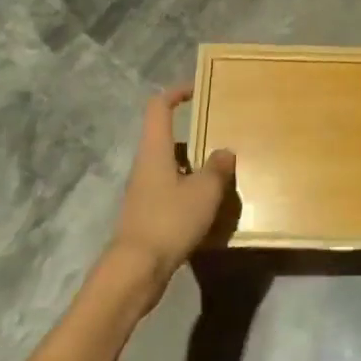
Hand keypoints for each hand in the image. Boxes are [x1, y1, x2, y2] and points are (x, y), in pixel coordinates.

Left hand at [108, 85, 236, 291]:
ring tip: (224, 173)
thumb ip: (217, 168)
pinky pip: (172, 191)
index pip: (159, 107)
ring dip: (195, 166)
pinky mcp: (147, 214)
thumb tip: (225, 152)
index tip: (199, 90)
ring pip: (172, 166)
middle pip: (167, 137)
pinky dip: (190, 190)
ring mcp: (144, 191)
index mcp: (155, 150)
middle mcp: (145, 165)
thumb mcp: (204, 191)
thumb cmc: (169, 221)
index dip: (177, 92)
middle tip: (223, 136)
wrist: (135, 271)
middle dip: (196, 135)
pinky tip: (210, 206)